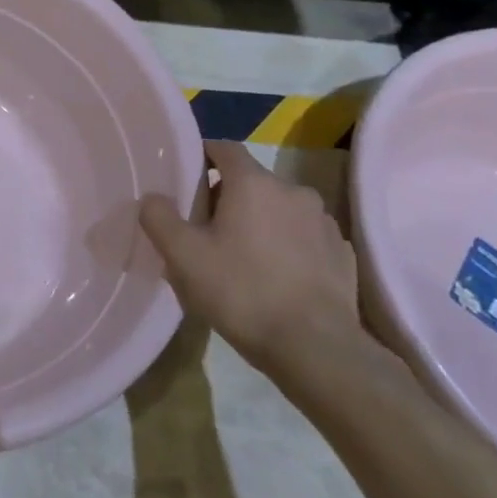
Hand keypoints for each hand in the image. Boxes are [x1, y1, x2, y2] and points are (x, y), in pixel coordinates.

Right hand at [139, 141, 361, 381]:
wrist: (316, 349)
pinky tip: (274, 278)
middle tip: (204, 230)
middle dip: (226, 197)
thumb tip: (153, 199)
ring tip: (240, 258)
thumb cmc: (242, 292)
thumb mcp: (182, 256)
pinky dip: (286, 246)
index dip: (201, 157)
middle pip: (251, 181)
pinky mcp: (342, 254)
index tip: (184, 181)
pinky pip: (303, 237)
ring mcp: (324, 223)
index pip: (223, 148)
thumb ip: (159, 217)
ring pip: (279, 210)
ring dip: (258, 222)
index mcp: (254, 183)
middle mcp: (293, 191)